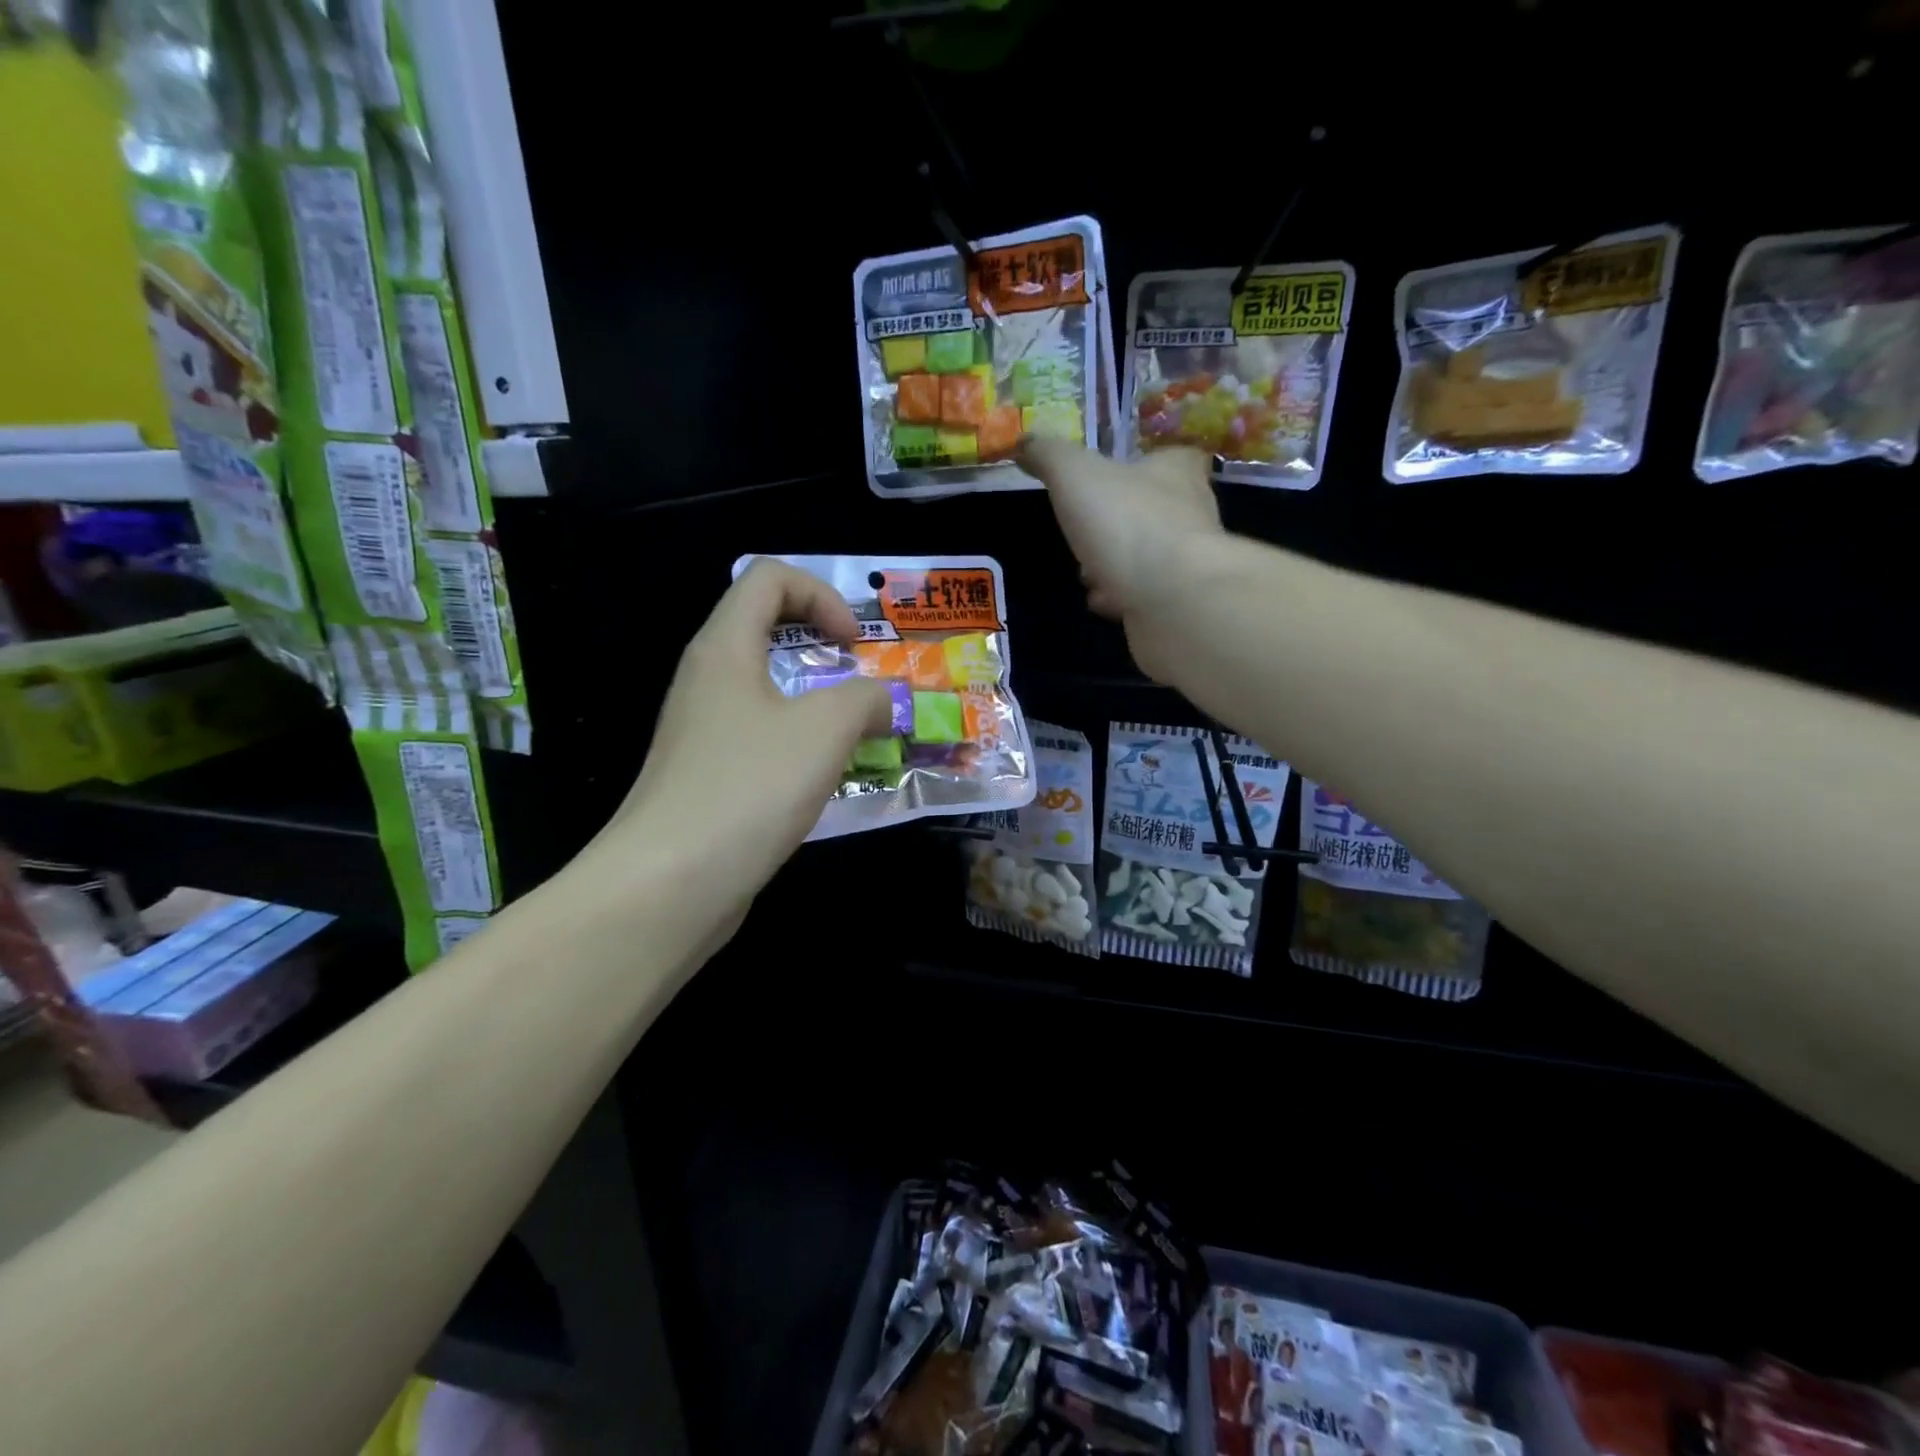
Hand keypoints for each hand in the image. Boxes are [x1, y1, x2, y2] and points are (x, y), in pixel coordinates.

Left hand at [606, 559, 891, 939]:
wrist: (669, 885)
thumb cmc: (748, 788)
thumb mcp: (824, 730)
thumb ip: (866, 699)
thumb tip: (883, 703)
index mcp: (725, 648)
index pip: (769, 577)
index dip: (821, 595)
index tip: (854, 646)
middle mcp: (708, 679)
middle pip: (768, 630)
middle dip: (827, 649)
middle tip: (867, 687)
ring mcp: (705, 730)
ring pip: (770, 691)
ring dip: (821, 704)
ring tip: (861, 736)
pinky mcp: (710, 775)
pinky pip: (764, 739)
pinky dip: (803, 745)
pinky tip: (830, 781)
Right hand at [1019, 439, 1224, 679]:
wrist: (1172, 600)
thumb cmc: (1127, 523)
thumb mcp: (1075, 476)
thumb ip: (1049, 456)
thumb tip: (1024, 443)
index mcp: (1176, 472)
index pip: (1172, 456)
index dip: (1145, 462)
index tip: (1116, 475)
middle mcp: (1191, 513)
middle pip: (1154, 508)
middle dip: (1118, 520)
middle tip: (1086, 529)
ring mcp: (1187, 563)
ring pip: (1148, 555)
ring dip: (1116, 562)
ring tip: (1087, 571)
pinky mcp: (1178, 604)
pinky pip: (1145, 594)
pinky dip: (1122, 598)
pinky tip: (1102, 603)